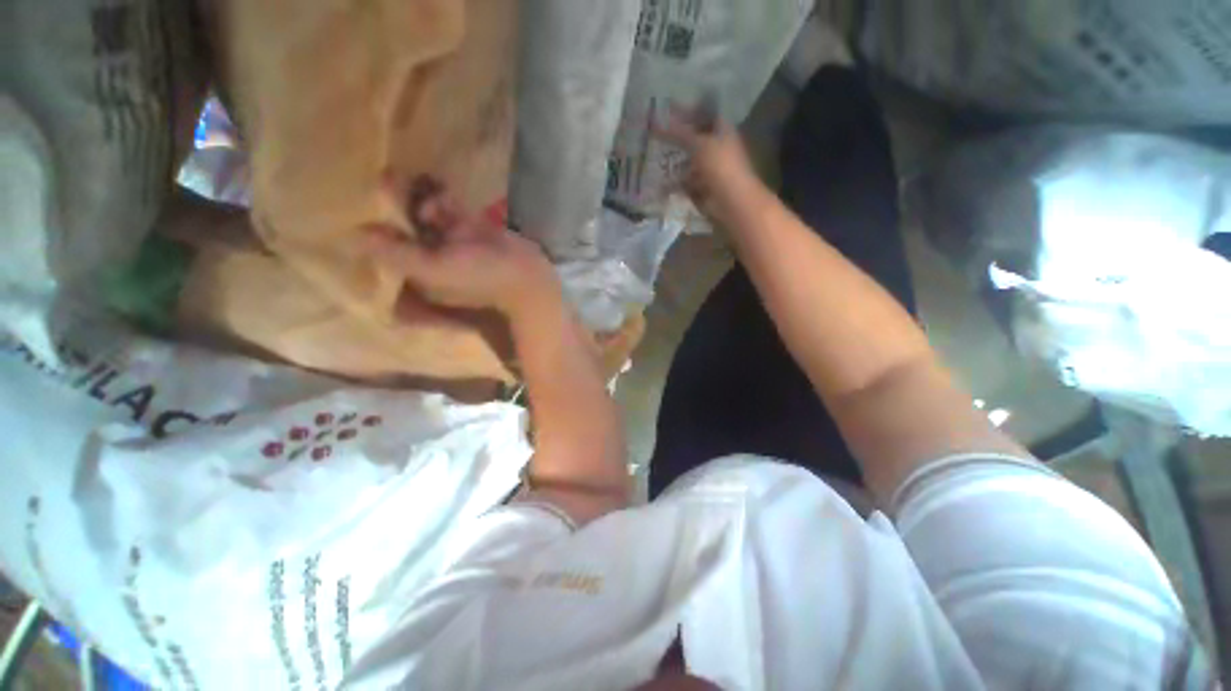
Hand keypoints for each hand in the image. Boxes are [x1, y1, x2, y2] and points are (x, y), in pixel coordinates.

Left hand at [362, 179, 555, 318]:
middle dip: (396, 207)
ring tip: (404, 175)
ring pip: (428, 217)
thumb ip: (396, 253)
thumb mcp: (433, 271)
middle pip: (407, 230)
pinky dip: (442, 197)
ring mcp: (455, 245)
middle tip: (386, 178)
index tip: (361, 208)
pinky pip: (452, 210)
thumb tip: (356, 234)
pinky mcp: (474, 230)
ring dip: (418, 198)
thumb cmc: (480, 281)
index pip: (388, 252)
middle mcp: (434, 260)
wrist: (527, 280)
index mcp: (419, 277)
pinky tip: (434, 182)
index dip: (375, 231)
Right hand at [657, 104, 766, 228]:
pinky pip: (685, 182)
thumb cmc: (720, 165)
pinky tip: (660, 181)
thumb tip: (657, 122)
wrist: (731, 200)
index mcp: (722, 130)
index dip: (686, 111)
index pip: (703, 114)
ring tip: (654, 158)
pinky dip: (674, 182)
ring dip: (674, 161)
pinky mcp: (703, 187)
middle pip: (694, 138)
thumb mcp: (699, 143)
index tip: (666, 111)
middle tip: (656, 134)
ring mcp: (710, 169)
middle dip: (677, 138)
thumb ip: (679, 133)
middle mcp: (716, 147)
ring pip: (688, 161)